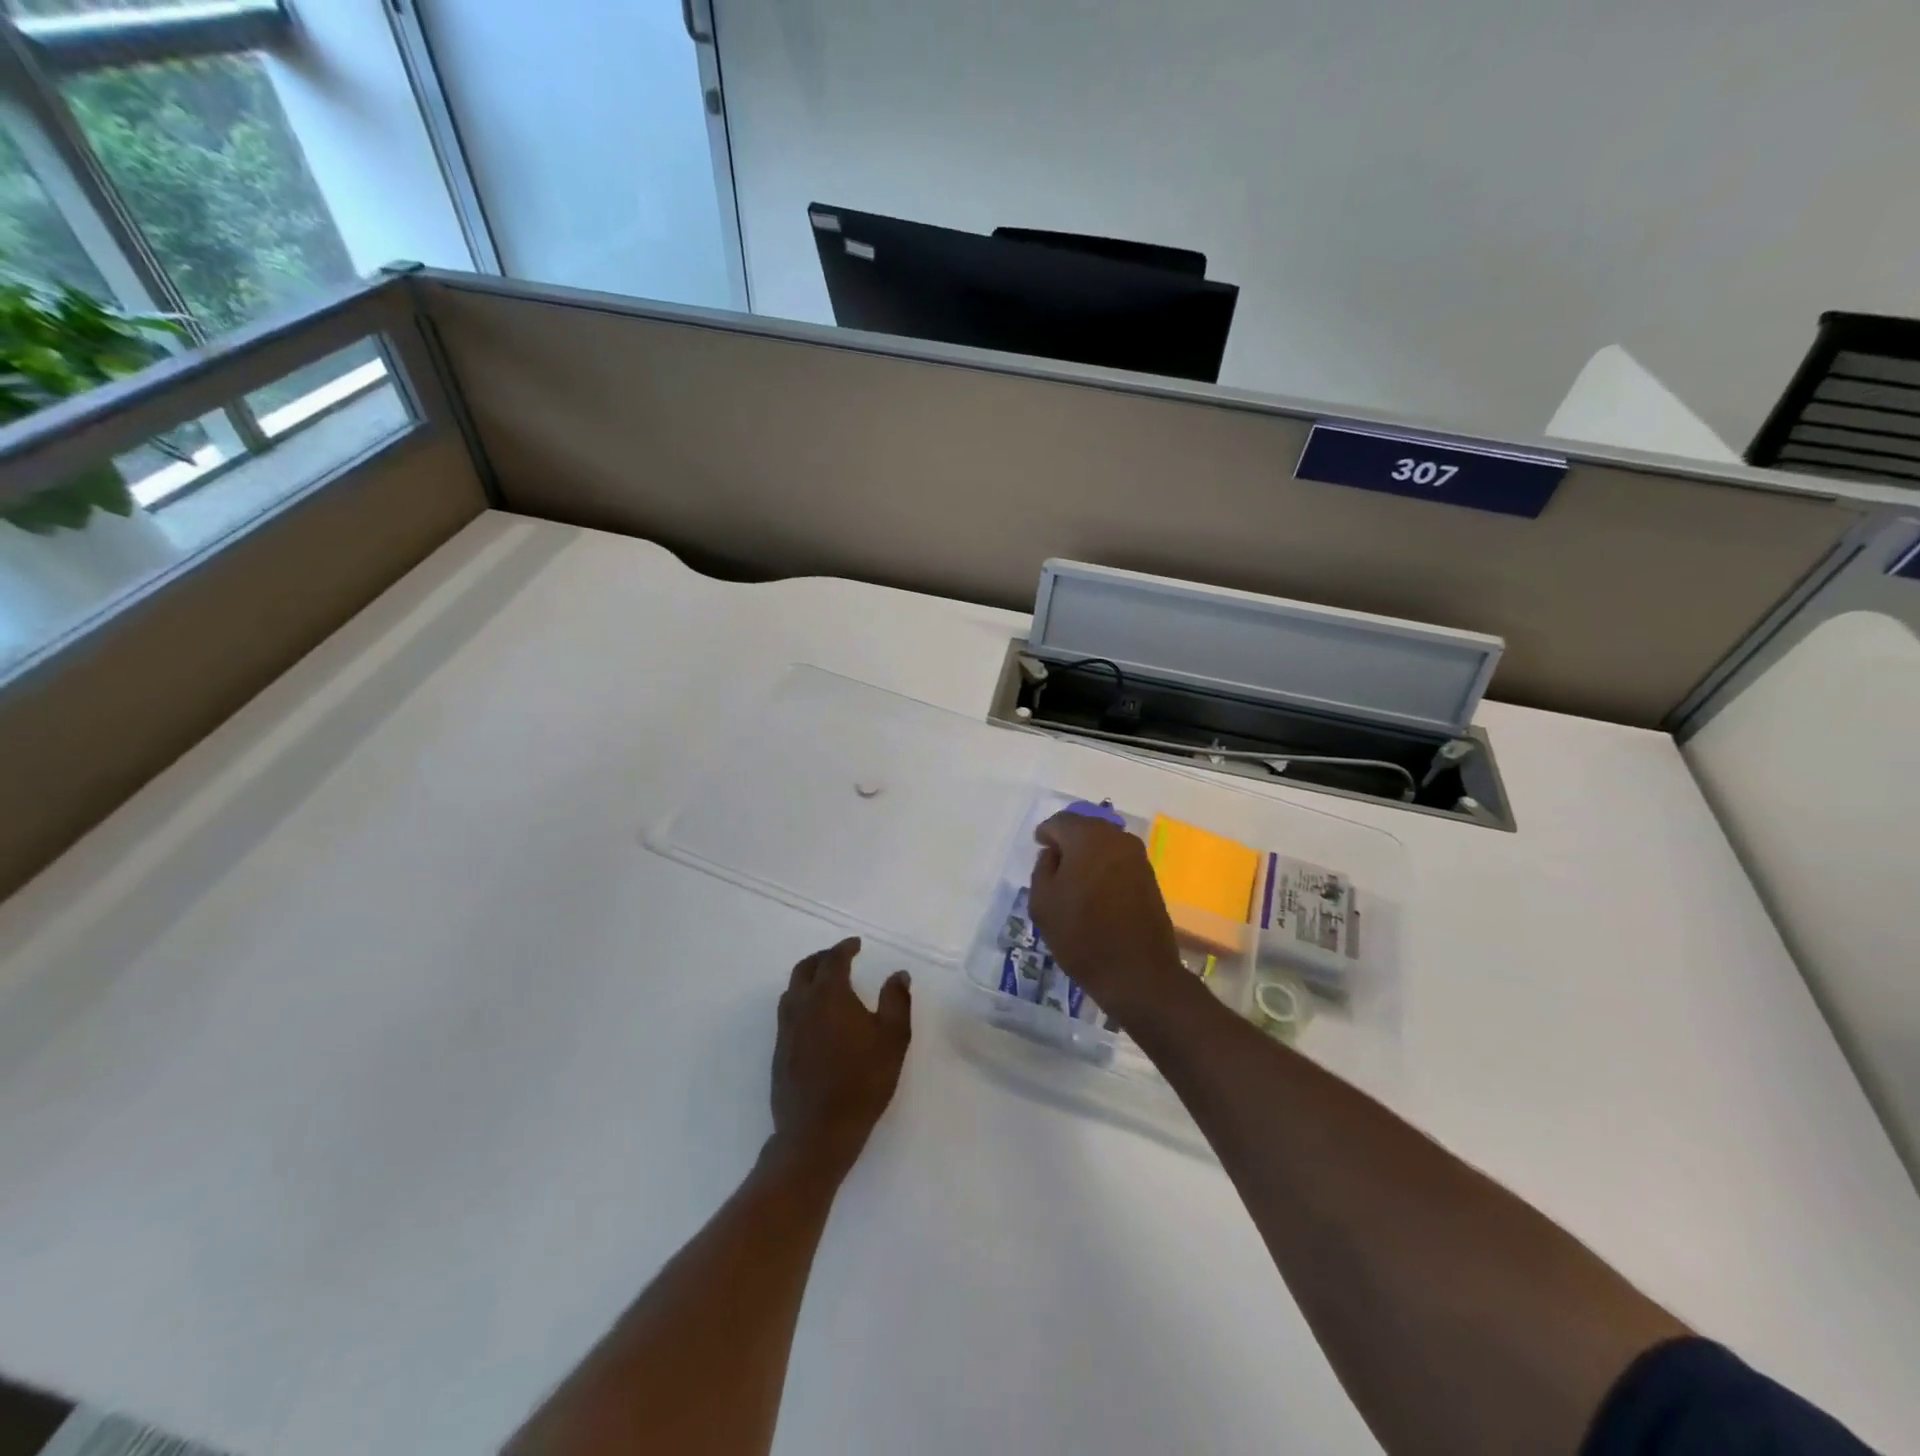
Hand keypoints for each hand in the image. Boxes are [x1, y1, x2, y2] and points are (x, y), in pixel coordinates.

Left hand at [770, 937, 911, 1181]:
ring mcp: (786, 1030)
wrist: (817, 1132)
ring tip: (825, 983)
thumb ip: (896, 1000)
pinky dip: (801, 1002)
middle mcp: (802, 1005)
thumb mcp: (893, 1038)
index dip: (845, 948)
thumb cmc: (862, 1081)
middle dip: (822, 958)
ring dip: (807, 978)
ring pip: (792, 990)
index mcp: (829, 995)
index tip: (856, 944)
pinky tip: (815, 1018)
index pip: (833, 960)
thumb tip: (898, 974)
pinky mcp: (779, 1052)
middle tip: (839, 957)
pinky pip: (787, 1013)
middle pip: (805, 969)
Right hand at [1027, 811, 1192, 1026]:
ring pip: (1104, 844)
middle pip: (1086, 828)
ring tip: (1073, 878)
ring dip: (1088, 855)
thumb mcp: (1043, 902)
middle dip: (1068, 840)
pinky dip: (1104, 868)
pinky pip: (1118, 861)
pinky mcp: (1150, 878)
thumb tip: (1054, 855)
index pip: (1060, 822)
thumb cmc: (1082, 935)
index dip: (1046, 833)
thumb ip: (1042, 869)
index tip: (1038, 846)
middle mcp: (1117, 838)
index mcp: (1088, 837)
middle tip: (1053, 861)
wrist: (1137, 973)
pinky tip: (1094, 889)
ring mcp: (1138, 858)